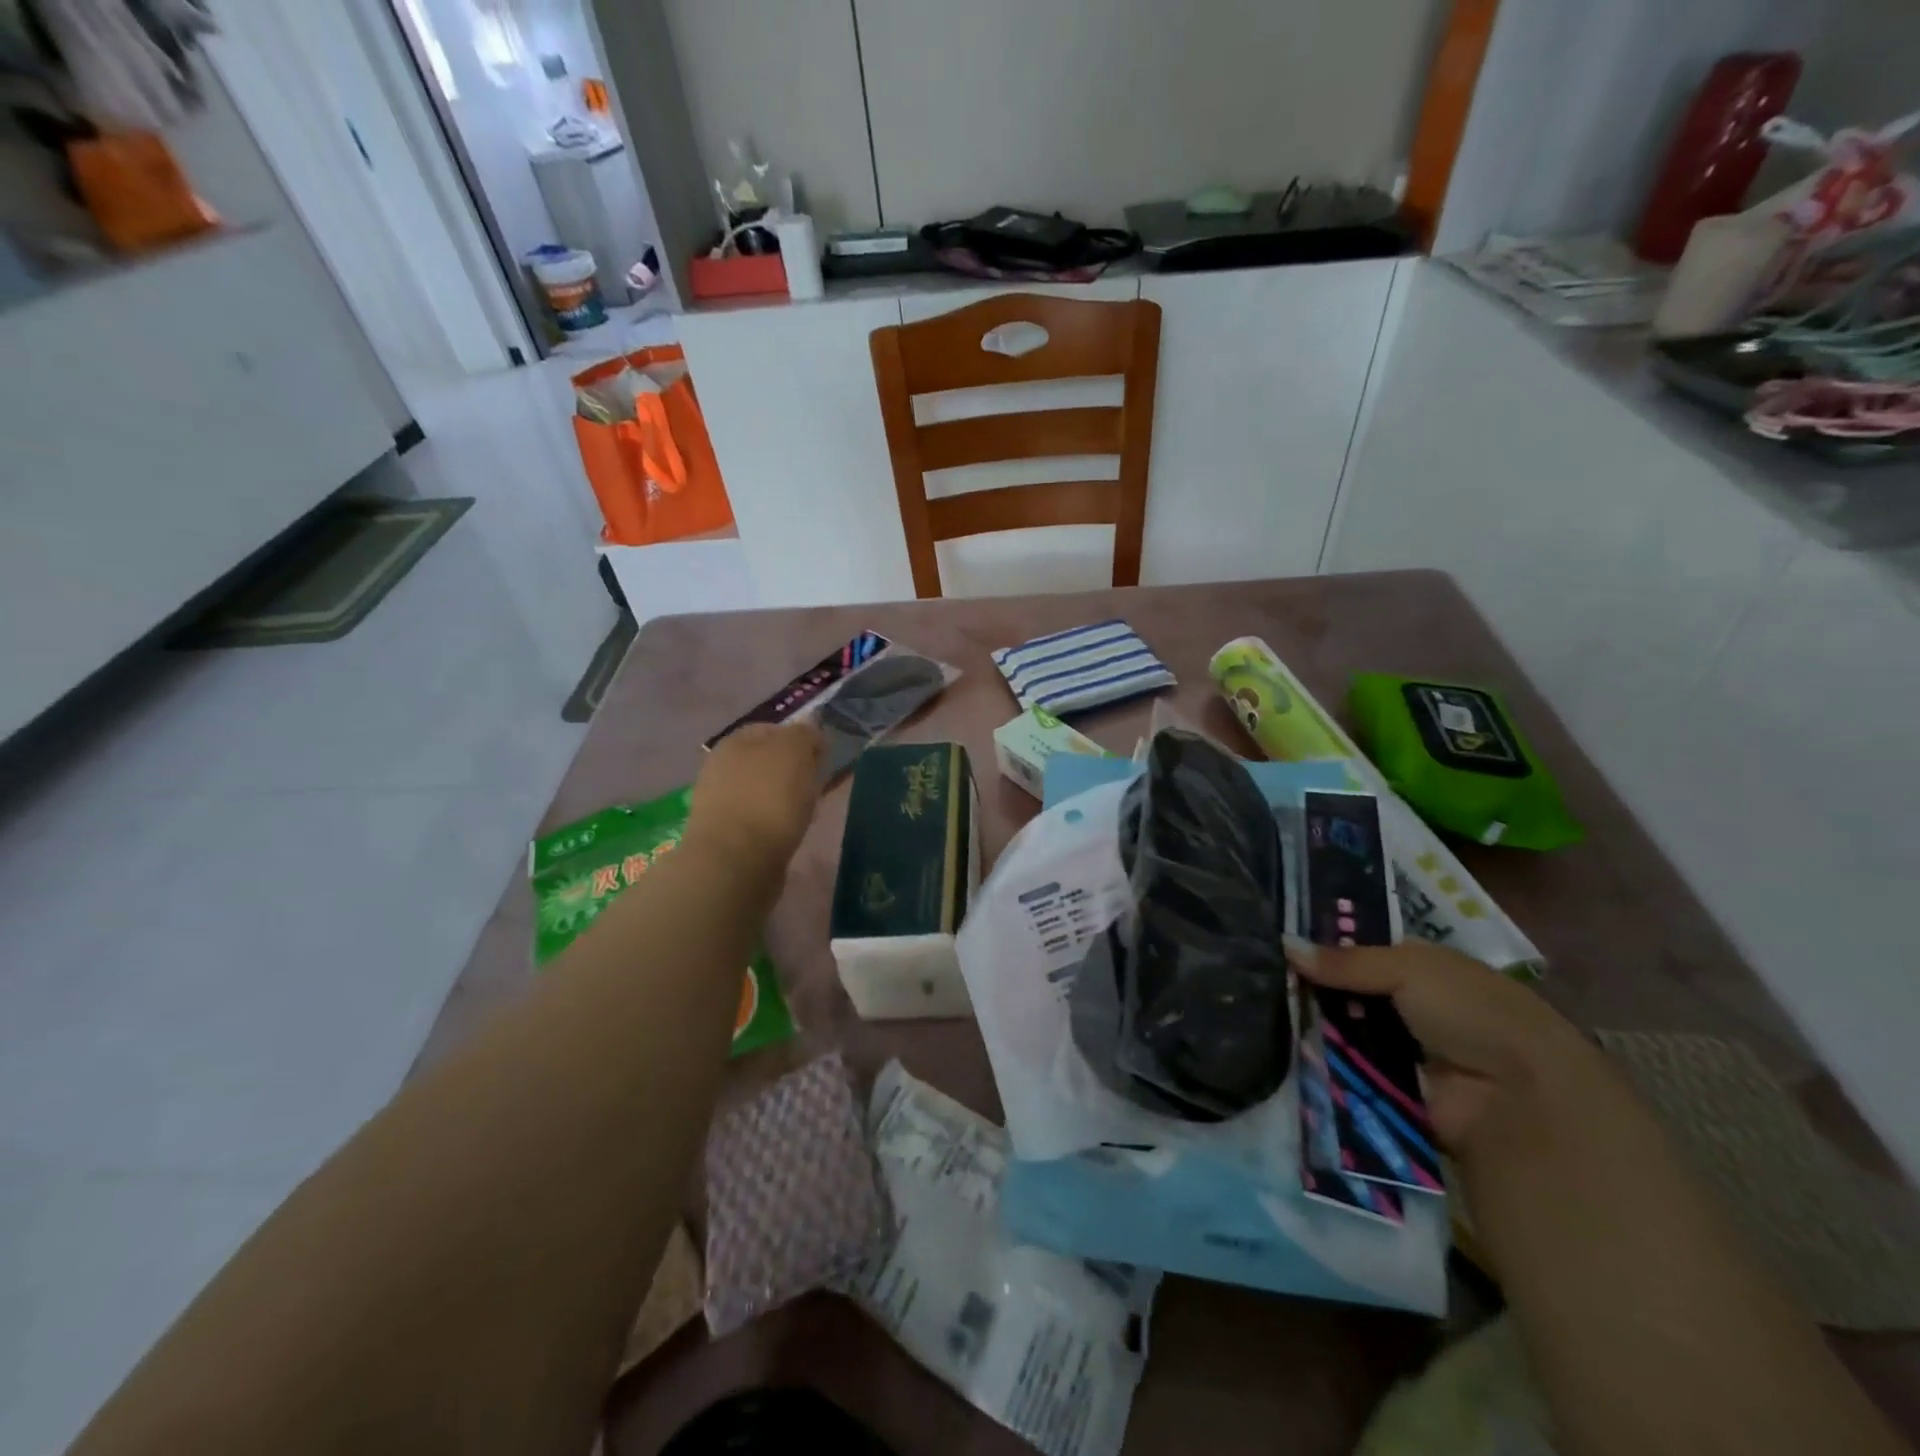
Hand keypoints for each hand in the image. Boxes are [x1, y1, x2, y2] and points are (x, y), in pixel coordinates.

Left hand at [686, 722, 824, 869]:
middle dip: (794, 771)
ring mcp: (720, 803)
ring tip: (808, 813)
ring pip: (764, 791)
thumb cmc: (768, 798)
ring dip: (786, 799)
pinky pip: (760, 820)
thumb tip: (809, 735)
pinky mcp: (726, 836)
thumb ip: (804, 734)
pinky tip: (790, 833)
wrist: (736, 862)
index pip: (773, 729)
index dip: (801, 739)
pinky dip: (777, 824)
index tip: (822, 758)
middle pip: (767, 762)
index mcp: (733, 742)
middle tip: (817, 785)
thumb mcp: (795, 749)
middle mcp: (720, 768)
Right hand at [1283, 936, 1594, 1153]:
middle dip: (1309, 986)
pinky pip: (1345, 1071)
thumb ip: (1346, 960)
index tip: (1275, 941)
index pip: (1361, 950)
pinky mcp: (1387, 1090)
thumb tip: (1284, 945)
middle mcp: (1409, 1006)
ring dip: (1310, 1024)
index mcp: (1422, 968)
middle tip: (1257, 975)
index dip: (1323, 946)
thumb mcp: (1410, 969)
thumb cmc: (1472, 1013)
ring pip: (1341, 1030)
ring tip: (1256, 1008)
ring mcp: (1398, 1050)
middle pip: (1346, 991)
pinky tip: (1281, 1046)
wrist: (1519, 1100)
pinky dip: (1321, 1063)